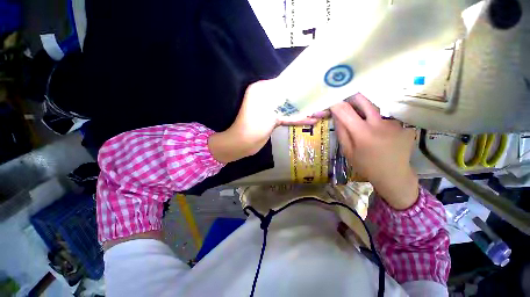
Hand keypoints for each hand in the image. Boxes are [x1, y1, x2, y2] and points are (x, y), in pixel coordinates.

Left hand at [209, 80, 327, 162]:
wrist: (244, 143)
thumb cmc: (254, 123)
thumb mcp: (268, 105)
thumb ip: (283, 95)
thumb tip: (298, 86)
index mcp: (263, 88)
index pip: (286, 83)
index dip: (301, 84)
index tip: (316, 85)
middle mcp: (267, 97)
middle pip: (290, 96)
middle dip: (306, 99)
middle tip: (323, 100)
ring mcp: (271, 109)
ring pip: (291, 107)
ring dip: (305, 110)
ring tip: (323, 112)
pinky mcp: (273, 120)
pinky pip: (288, 117)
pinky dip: (298, 119)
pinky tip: (312, 120)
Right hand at [330, 94, 418, 209]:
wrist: (393, 175)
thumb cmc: (366, 165)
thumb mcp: (348, 151)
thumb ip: (342, 132)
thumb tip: (336, 116)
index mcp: (362, 133)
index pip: (345, 111)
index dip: (336, 104)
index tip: (331, 101)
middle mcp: (379, 124)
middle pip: (364, 101)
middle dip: (352, 98)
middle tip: (346, 101)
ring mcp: (394, 123)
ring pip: (375, 110)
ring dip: (366, 113)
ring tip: (364, 126)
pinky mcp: (403, 125)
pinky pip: (385, 119)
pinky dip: (378, 122)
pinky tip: (380, 134)